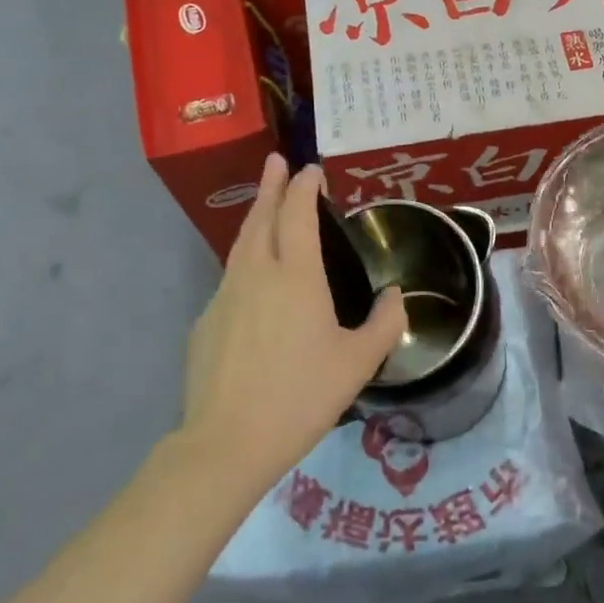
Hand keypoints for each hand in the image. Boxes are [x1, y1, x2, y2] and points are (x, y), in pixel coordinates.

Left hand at [182, 155, 406, 485]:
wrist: (228, 441)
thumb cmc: (301, 396)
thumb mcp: (358, 362)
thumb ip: (385, 324)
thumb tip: (397, 296)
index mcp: (295, 276)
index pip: (297, 214)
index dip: (304, 187)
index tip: (312, 169)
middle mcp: (256, 274)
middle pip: (261, 217)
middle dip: (271, 186)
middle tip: (276, 161)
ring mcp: (225, 296)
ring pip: (241, 245)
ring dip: (255, 218)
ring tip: (266, 206)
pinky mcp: (207, 322)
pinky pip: (231, 279)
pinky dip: (246, 261)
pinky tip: (255, 281)